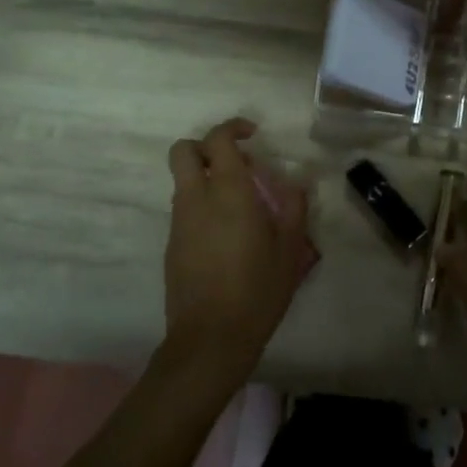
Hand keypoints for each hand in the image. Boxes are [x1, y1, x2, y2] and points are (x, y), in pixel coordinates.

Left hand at [163, 118, 312, 385]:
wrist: (211, 338)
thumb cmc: (258, 290)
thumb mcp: (290, 249)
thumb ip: (293, 208)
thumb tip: (295, 182)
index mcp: (228, 193)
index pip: (217, 140)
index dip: (233, 128)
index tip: (253, 135)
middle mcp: (196, 199)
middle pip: (183, 151)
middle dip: (207, 147)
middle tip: (238, 165)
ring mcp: (179, 223)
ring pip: (184, 182)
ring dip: (207, 179)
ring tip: (242, 206)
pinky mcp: (172, 246)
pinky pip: (185, 210)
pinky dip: (203, 206)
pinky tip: (228, 236)